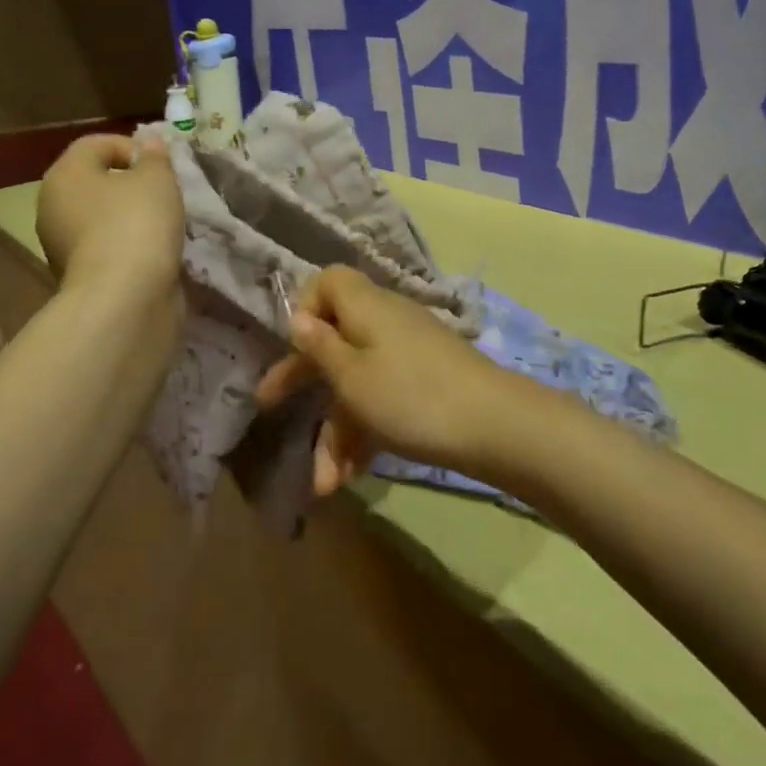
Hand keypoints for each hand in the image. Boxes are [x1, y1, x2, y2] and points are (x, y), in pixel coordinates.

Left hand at [36, 134, 183, 298]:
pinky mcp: (79, 275)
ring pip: (102, 216)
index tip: (162, 166)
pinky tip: (154, 252)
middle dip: (132, 184)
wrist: (125, 298)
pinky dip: (129, 245)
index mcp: (64, 174)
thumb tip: (148, 142)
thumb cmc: (137, 224)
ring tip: (164, 224)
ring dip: (131, 217)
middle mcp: (54, 206)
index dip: (132, 147)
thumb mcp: (156, 178)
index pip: (96, 144)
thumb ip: (153, 156)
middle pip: (96, 181)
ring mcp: (62, 244)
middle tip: (165, 193)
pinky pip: (107, 246)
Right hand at [254, 266, 540, 496]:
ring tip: (326, 484)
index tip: (294, 344)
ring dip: (337, 430)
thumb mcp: (351, 377)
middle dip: (304, 380)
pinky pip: (384, 398)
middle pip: (335, 338)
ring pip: (358, 380)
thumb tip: (298, 317)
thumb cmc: (410, 396)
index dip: (306, 306)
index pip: (328, 282)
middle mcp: (385, 321)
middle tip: (270, 408)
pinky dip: (366, 431)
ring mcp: (408, 353)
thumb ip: (320, 347)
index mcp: (365, 306)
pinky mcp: (426, 383)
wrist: (495, 426)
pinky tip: (353, 476)